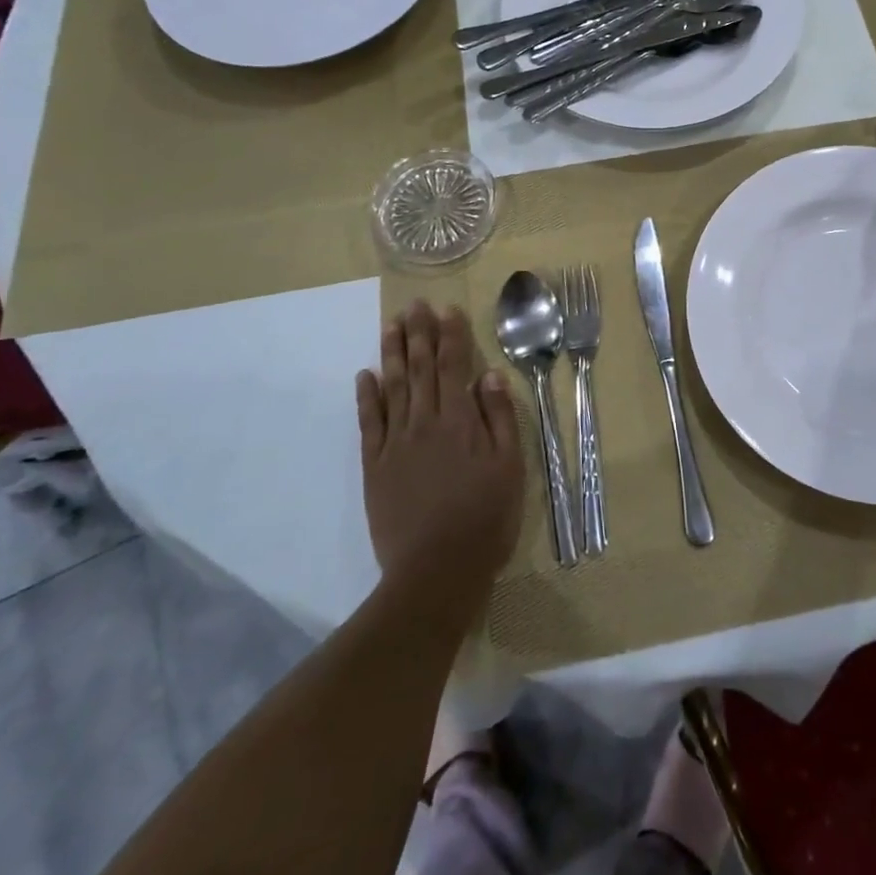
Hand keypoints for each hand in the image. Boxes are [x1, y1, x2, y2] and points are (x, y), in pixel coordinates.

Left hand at [356, 301, 522, 605]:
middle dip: (418, 334)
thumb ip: (499, 419)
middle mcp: (425, 423)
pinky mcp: (375, 466)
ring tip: (390, 326)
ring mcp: (396, 443)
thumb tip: (489, 376)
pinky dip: (367, 396)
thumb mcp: (510, 467)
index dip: (451, 335)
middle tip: (413, 305)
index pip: (454, 366)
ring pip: (393, 388)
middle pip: (420, 369)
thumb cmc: (484, 518)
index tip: (447, 309)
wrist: (436, 570)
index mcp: (460, 421)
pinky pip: (369, 423)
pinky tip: (365, 375)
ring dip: (392, 354)